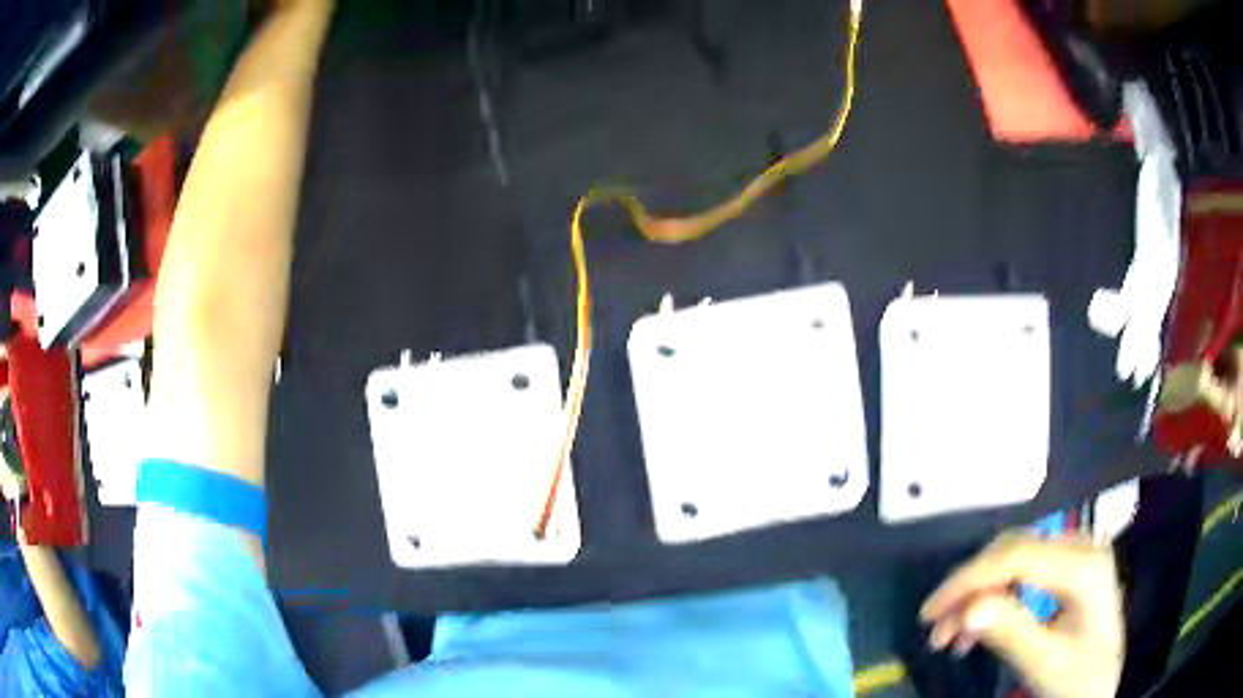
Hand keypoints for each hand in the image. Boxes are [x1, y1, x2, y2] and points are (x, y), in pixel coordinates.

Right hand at [920, 533, 1124, 697]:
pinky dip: (993, 596)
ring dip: (978, 594)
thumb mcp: (1045, 663)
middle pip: (1014, 550)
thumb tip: (966, 610)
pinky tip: (977, 625)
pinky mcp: (1066, 566)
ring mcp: (1075, 553)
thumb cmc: (1077, 677)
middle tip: (936, 629)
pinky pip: (1021, 569)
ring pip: (1012, 557)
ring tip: (951, 636)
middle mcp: (1081, 546)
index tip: (931, 611)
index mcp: (1085, 567)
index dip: (971, 579)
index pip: (1019, 556)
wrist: (1100, 682)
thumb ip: (1012, 633)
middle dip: (970, 588)